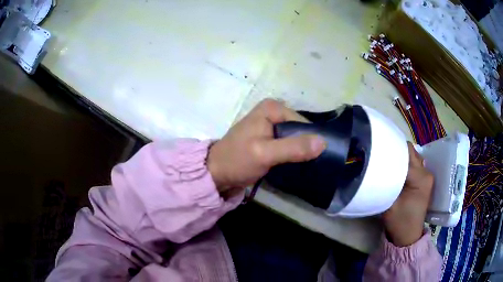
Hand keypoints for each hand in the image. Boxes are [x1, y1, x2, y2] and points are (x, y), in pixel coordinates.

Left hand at [207, 99, 325, 191]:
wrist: (216, 173)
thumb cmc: (237, 160)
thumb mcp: (265, 154)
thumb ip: (293, 148)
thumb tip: (323, 142)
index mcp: (272, 108)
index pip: (303, 122)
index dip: (311, 139)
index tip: (316, 158)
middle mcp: (273, 112)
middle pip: (299, 129)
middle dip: (306, 146)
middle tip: (311, 165)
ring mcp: (270, 125)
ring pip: (295, 138)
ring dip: (301, 151)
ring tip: (306, 166)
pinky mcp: (269, 139)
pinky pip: (288, 144)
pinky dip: (293, 154)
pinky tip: (297, 164)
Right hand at [382, 142, 433, 246]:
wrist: (408, 236)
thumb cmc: (399, 222)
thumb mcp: (389, 203)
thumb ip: (386, 183)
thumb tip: (378, 166)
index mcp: (421, 178)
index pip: (406, 155)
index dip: (392, 152)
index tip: (378, 153)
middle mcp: (427, 173)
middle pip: (411, 152)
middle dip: (397, 152)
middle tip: (382, 155)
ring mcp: (427, 176)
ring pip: (413, 156)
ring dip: (401, 157)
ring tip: (388, 162)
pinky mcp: (424, 179)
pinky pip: (414, 164)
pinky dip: (405, 164)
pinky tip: (396, 170)